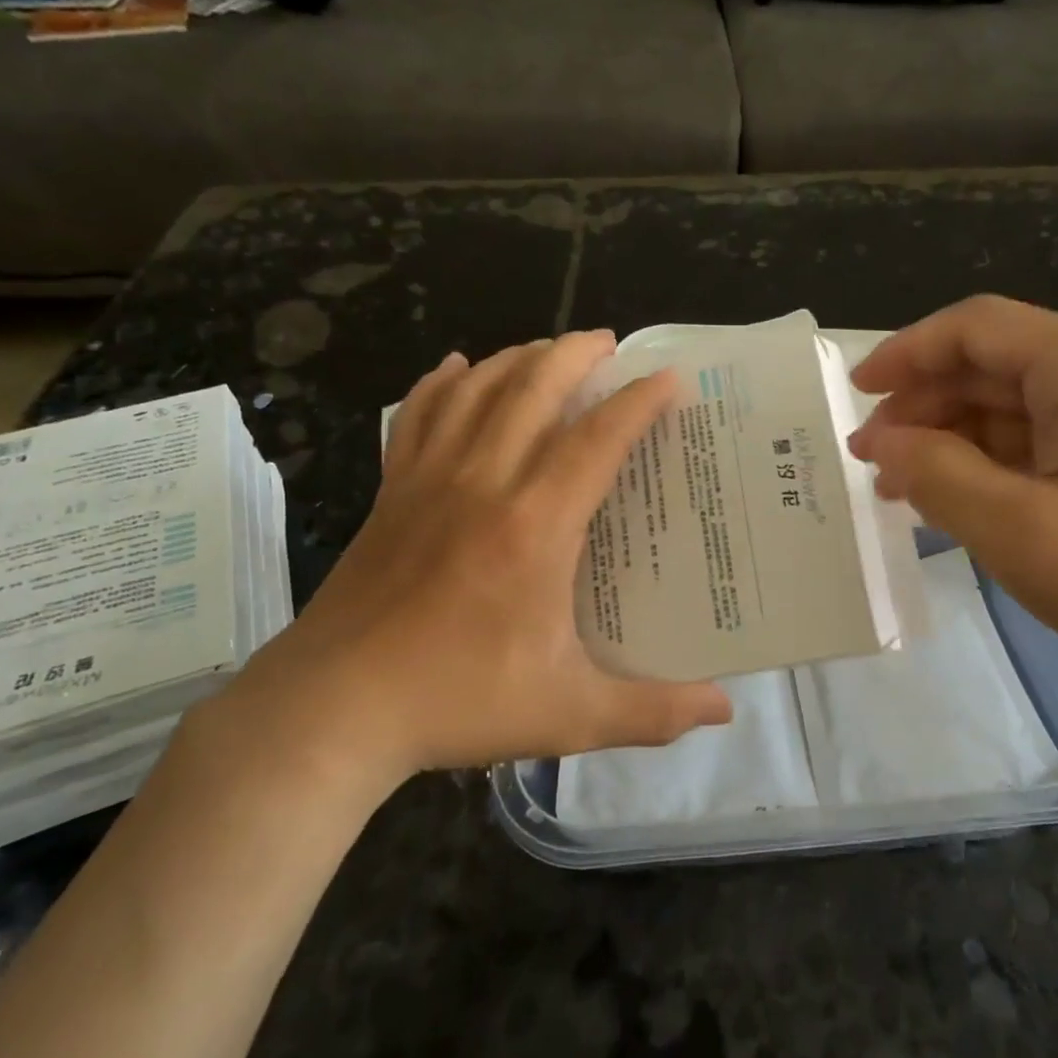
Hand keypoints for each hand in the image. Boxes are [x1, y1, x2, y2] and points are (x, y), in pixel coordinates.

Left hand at [210, 332, 731, 803]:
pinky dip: (441, 384)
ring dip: (517, 359)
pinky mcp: (391, 493)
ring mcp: (428, 482)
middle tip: (608, 343)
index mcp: (534, 526)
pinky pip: (417, 416)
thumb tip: (726, 711)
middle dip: (575, 354)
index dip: (638, 401)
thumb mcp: (568, 715)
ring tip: (549, 351)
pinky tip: (458, 368)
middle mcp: (483, 484)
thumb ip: (652, 711)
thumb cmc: (456, 703)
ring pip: (475, 391)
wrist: (331, 710)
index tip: (668, 378)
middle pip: (532, 390)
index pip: (596, 439)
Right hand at [848, 296, 1057, 702]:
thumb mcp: (1022, 531)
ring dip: (950, 437)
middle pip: (991, 365)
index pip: (976, 327)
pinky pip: (1038, 440)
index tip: (857, 393)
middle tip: (872, 455)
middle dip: (923, 404)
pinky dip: (988, 462)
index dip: (907, 351)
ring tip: (900, 485)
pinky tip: (955, 499)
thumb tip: (878, 438)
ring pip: (1010, 405)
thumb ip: (937, 474)